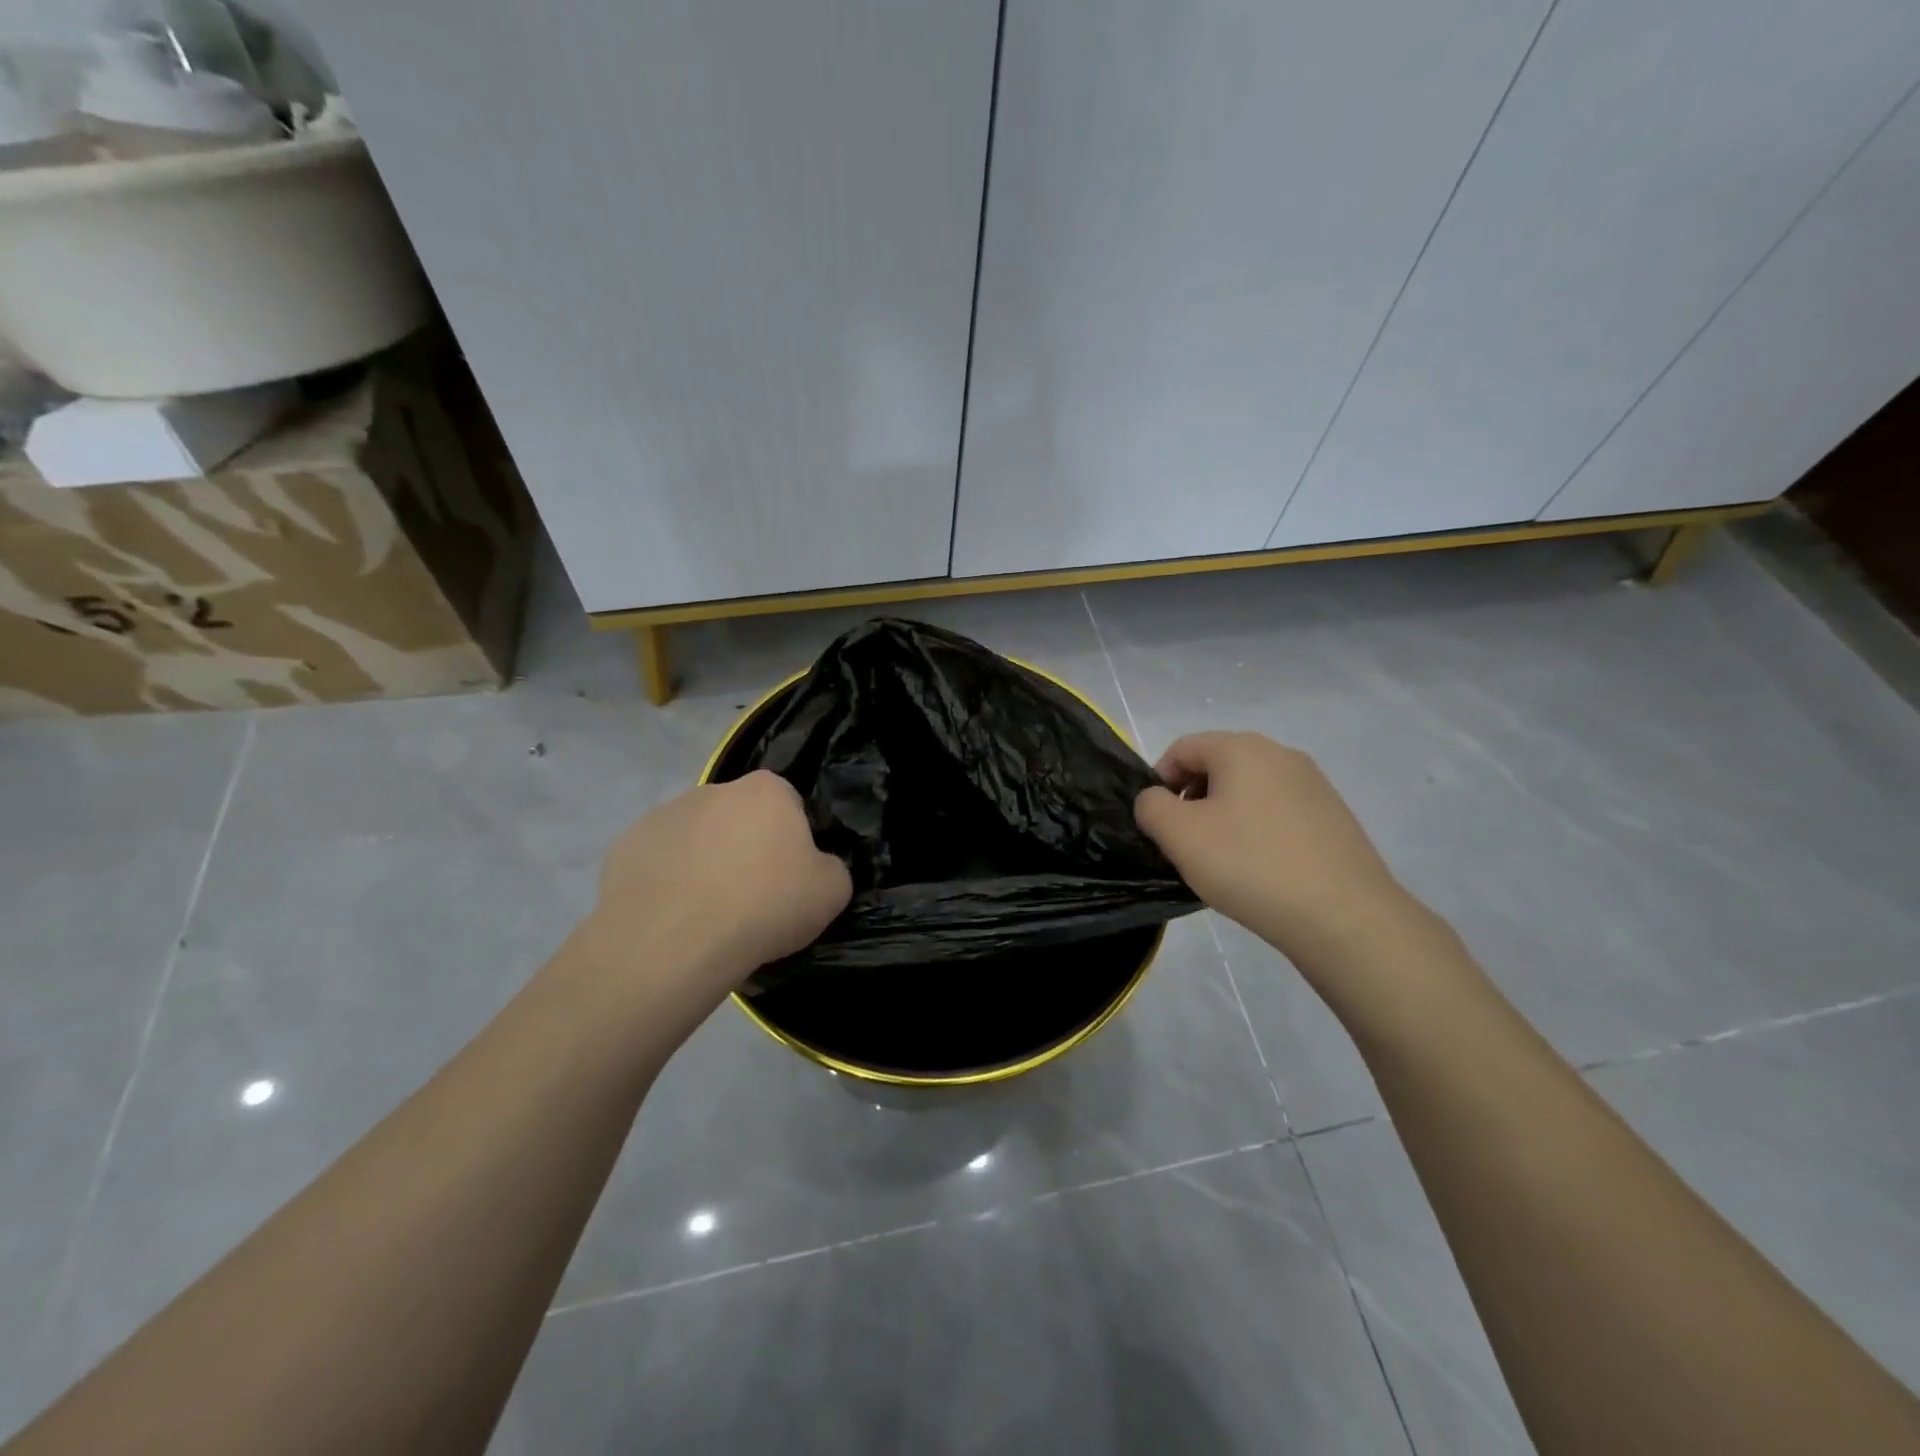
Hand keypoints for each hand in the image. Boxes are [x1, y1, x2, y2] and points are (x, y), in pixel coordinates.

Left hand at [577, 771, 851, 1011]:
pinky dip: (666, 884)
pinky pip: (657, 863)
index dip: (793, 841)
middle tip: (752, 899)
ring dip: (704, 864)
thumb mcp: (832, 892)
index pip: (789, 804)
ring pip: (695, 838)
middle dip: (745, 848)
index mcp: (766, 790)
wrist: (674, 941)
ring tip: (708, 915)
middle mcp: (713, 790)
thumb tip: (815, 869)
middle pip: (739, 818)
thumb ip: (830, 868)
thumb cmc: (764, 906)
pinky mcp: (624, 847)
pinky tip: (673, 919)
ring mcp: (663, 815)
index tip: (790, 878)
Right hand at [1135, 732, 1419, 973]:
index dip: (1158, 782)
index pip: (1182, 749)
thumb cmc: (1250, 865)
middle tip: (1184, 845)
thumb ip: (1151, 806)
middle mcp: (1281, 754)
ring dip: (1223, 818)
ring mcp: (1314, 785)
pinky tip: (1259, 870)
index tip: (1156, 825)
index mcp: (1242, 749)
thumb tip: (1156, 799)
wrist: (1344, 917)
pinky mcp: (1334, 817)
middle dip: (1191, 801)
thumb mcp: (1179, 835)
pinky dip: (1257, 832)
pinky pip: (1278, 814)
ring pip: (1248, 791)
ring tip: (1221, 862)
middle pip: (1217, 767)